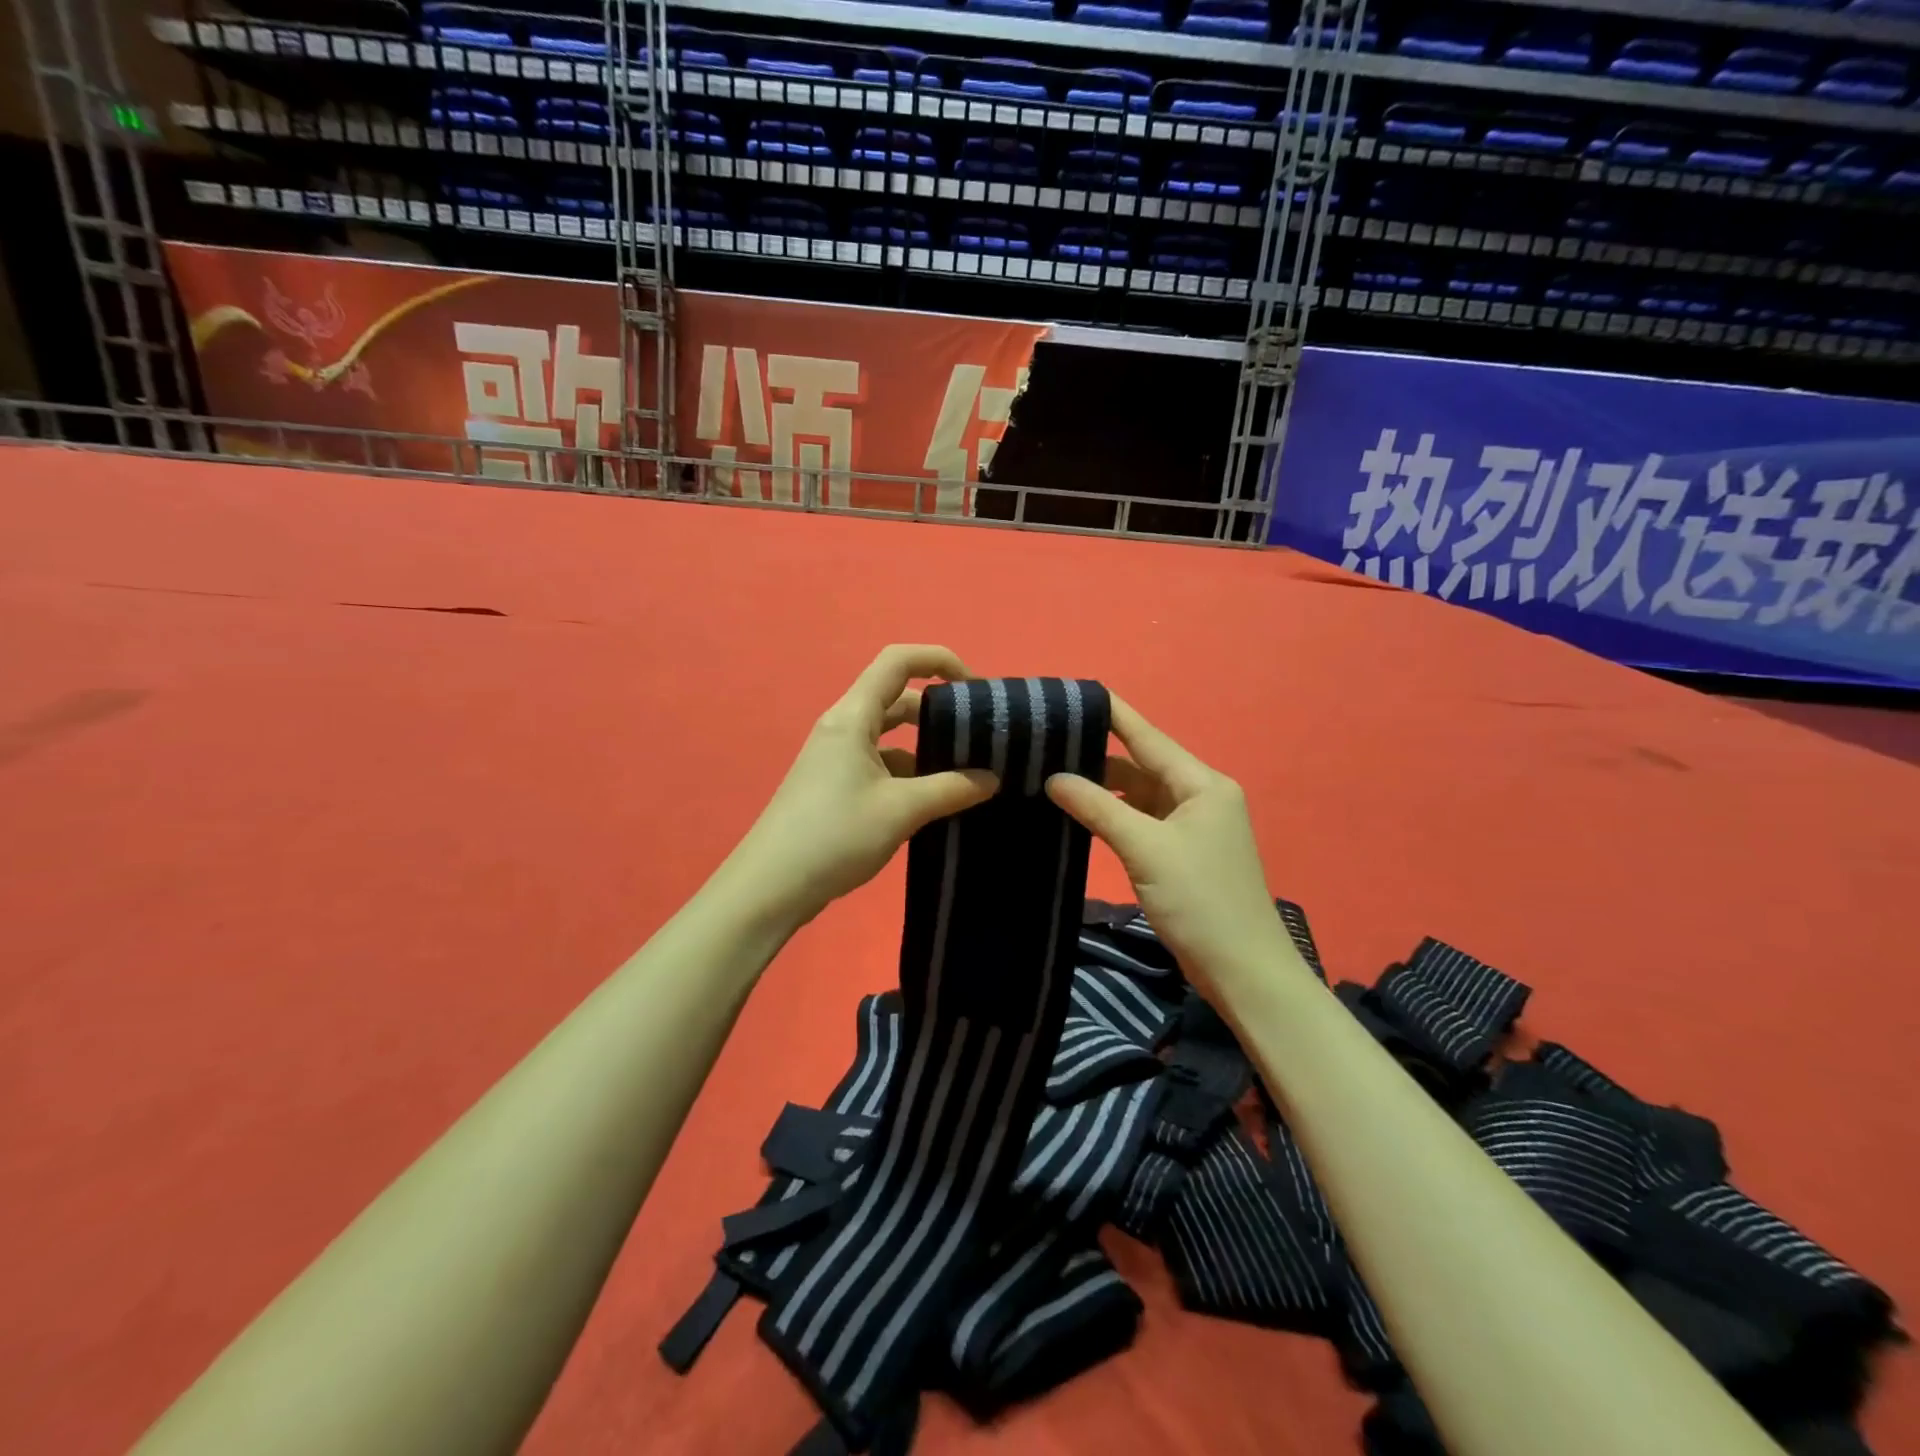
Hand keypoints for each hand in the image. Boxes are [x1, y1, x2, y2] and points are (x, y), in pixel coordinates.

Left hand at [730, 645, 998, 928]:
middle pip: (896, 698)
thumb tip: (991, 778)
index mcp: (853, 717)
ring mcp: (835, 758)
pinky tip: (931, 803)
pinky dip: (908, 774)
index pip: (898, 661)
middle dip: (938, 711)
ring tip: (963, 775)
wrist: (770, 886)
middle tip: (977, 738)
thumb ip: (951, 789)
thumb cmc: (835, 836)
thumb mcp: (901, 810)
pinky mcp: (834, 785)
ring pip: (889, 737)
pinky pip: (879, 764)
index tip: (974, 689)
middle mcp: (842, 728)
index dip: (939, 660)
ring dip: (924, 748)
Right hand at [1046, 697, 1308, 999]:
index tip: (1075, 692)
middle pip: (1142, 764)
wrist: (1242, 970)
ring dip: (1103, 787)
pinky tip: (1080, 811)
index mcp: (1202, 783)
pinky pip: (1141, 820)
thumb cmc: (1200, 900)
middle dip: (1098, 754)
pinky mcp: (1181, 852)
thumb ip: (1098, 808)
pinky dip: (1114, 814)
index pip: (1148, 737)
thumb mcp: (1145, 849)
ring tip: (1053, 772)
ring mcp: (1191, 825)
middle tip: (1047, 742)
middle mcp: (1199, 795)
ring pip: (1139, 794)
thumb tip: (1054, 778)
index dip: (1112, 714)